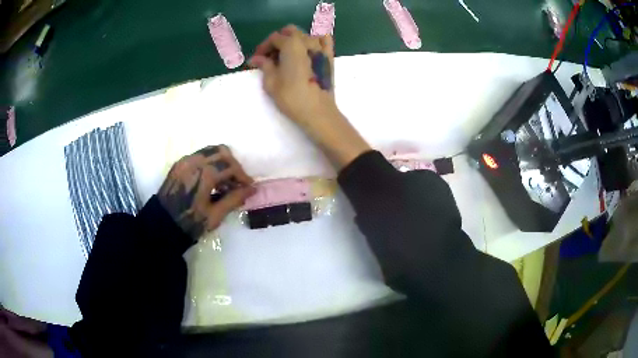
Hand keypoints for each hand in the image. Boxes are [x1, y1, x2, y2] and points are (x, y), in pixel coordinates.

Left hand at [158, 145, 254, 239]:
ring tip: (225, 182)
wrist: (162, 225)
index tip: (248, 187)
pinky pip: (200, 156)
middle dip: (233, 165)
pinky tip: (211, 180)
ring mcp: (185, 160)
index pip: (231, 166)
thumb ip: (234, 199)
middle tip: (237, 182)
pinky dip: (210, 163)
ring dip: (222, 162)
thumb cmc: (189, 223)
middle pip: (222, 152)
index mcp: (204, 174)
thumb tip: (252, 189)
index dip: (243, 176)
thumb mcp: (215, 215)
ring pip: (210, 151)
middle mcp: (194, 161)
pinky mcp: (179, 164)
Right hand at [248, 25, 335, 128]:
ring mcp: (320, 47)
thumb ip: (264, 65)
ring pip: (305, 34)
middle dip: (278, 40)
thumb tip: (256, 59)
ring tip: (287, 54)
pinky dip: (316, 37)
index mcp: (291, 44)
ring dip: (294, 39)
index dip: (263, 47)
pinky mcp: (329, 56)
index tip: (257, 59)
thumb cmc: (291, 96)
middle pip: (290, 32)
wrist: (317, 111)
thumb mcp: (271, 82)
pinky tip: (309, 46)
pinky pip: (325, 39)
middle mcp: (307, 40)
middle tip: (270, 56)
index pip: (274, 38)